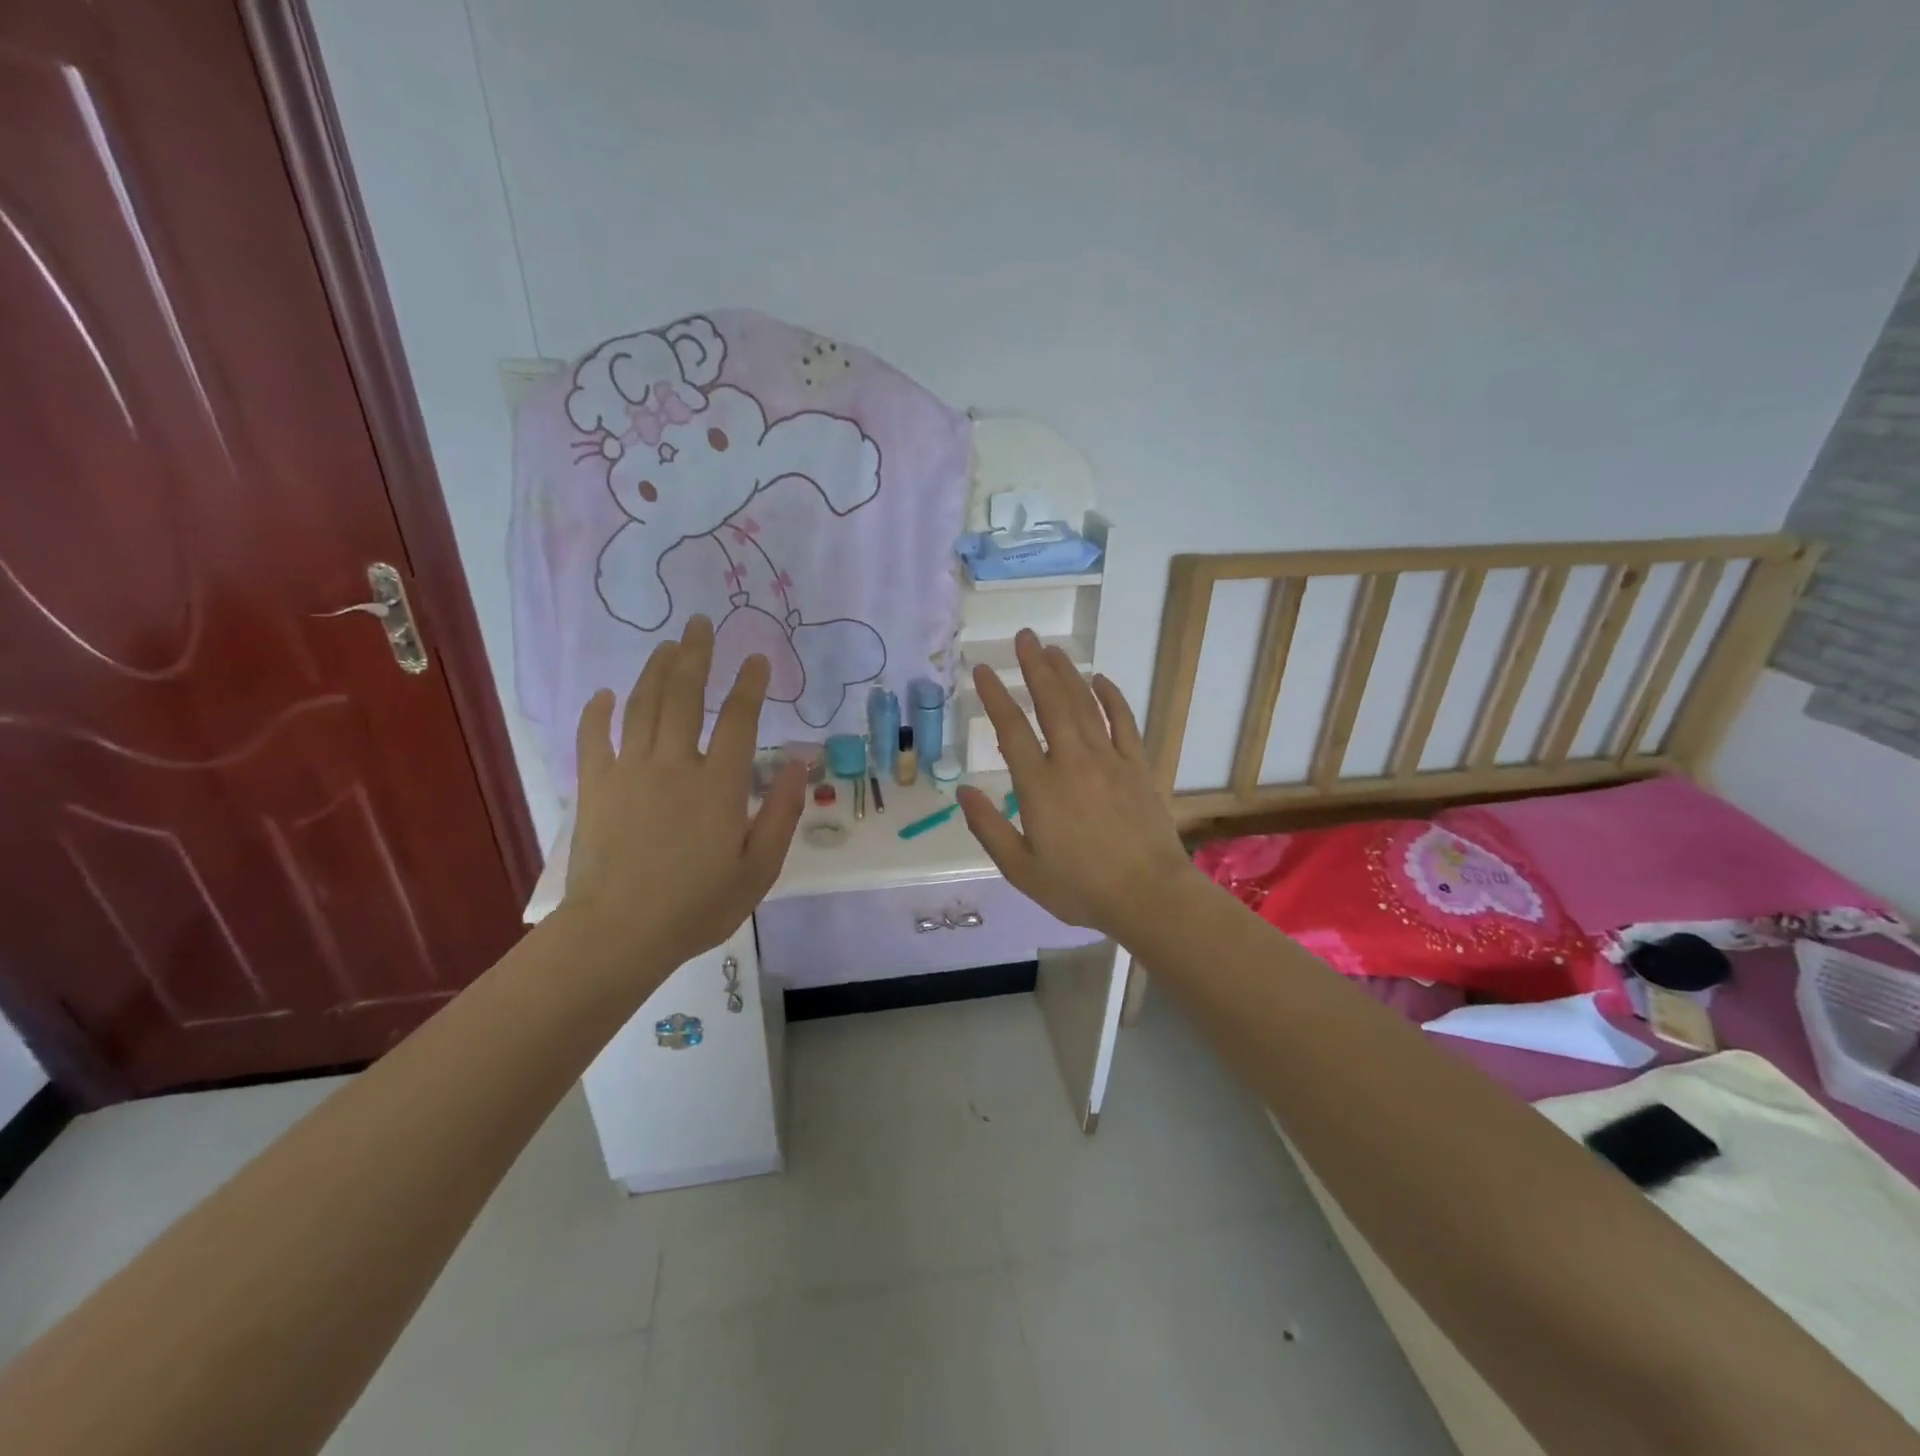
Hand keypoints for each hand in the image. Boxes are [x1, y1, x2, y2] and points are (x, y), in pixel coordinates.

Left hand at [562, 615, 805, 972]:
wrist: (619, 934)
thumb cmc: (697, 905)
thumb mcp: (759, 869)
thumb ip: (782, 813)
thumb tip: (802, 765)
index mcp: (719, 784)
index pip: (740, 720)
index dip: (751, 685)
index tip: (757, 659)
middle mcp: (675, 764)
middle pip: (685, 696)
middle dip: (696, 655)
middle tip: (701, 623)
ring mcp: (630, 771)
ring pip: (643, 706)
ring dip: (656, 671)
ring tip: (668, 645)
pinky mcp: (596, 786)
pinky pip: (595, 737)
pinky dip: (599, 712)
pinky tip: (605, 694)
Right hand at [957, 630, 1199, 941]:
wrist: (1149, 895)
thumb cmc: (1080, 888)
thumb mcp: (1021, 869)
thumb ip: (988, 828)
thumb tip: (962, 793)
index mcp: (1040, 786)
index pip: (1011, 730)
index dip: (995, 696)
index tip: (981, 670)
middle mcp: (1073, 761)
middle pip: (1051, 702)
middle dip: (1034, 666)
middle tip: (1024, 636)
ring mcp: (1109, 759)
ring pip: (1084, 705)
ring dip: (1067, 673)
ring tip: (1052, 649)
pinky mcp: (1137, 766)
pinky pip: (1123, 721)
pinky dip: (1111, 697)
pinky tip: (1100, 680)